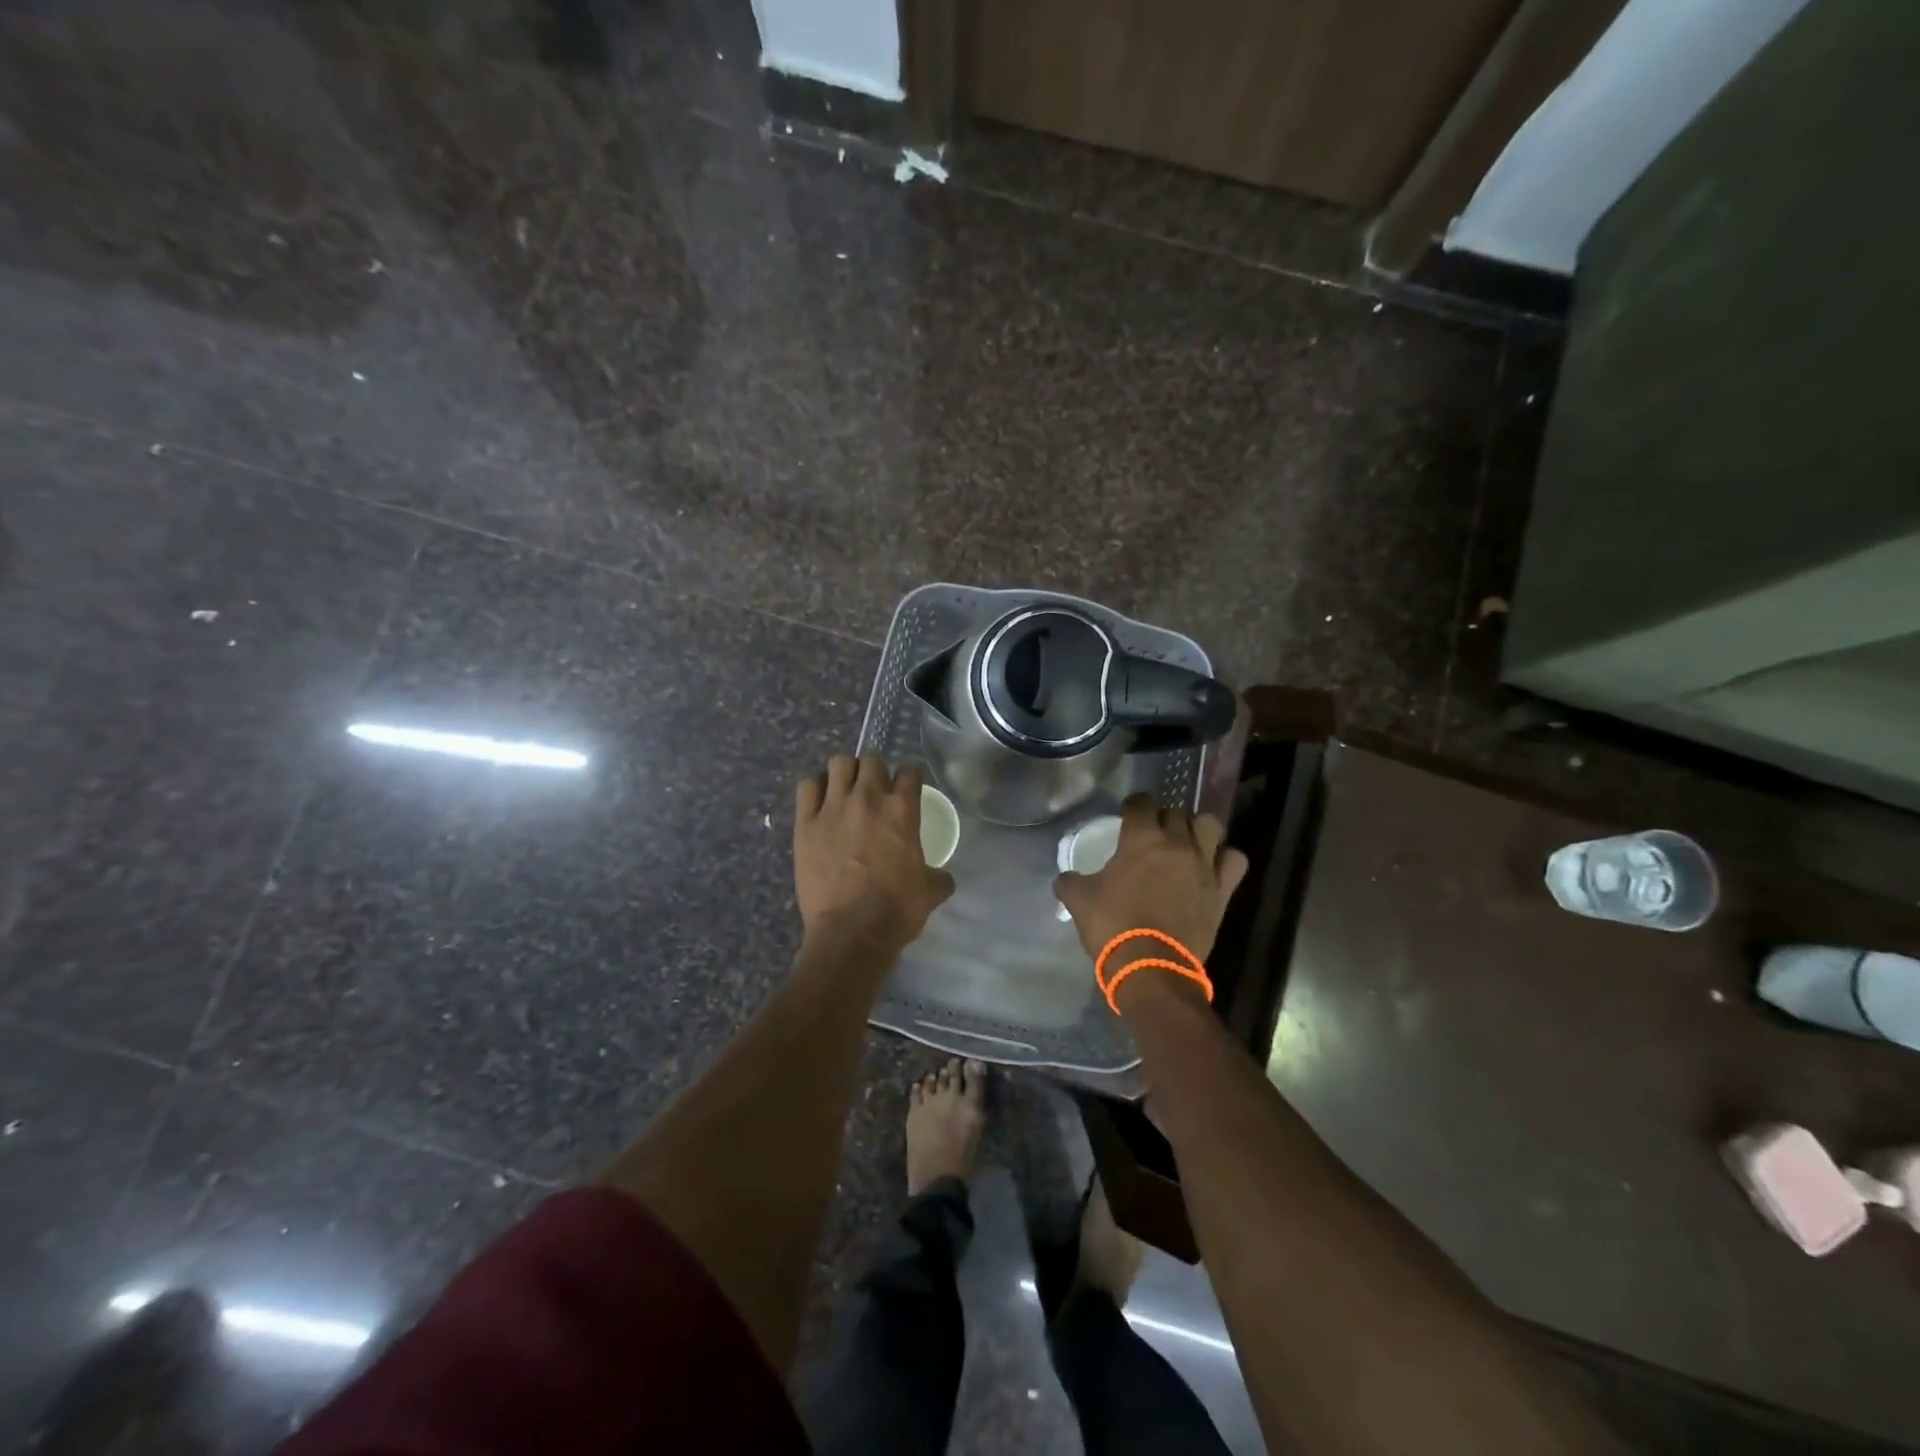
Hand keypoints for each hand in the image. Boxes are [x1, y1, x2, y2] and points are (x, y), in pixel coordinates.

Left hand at [795, 755, 954, 952]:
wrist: (851, 932)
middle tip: (875, 790)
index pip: (910, 771)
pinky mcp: (805, 823)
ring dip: (845, 773)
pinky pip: (807, 786)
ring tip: (846, 790)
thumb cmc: (896, 910)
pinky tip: (820, 801)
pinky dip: (815, 788)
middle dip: (876, 771)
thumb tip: (944, 877)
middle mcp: (867, 798)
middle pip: (871, 760)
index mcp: (902, 809)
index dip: (910, 776)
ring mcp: (833, 807)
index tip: (908, 786)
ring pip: (838, 763)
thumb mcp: (930, 892)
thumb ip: (938, 876)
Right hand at [1054, 795, 1249, 997]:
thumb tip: (1065, 877)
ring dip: (1198, 828)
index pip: (1141, 802)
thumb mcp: (1079, 901)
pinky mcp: (1222, 889)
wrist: (1151, 966)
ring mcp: (1204, 865)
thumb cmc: (1112, 926)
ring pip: (1210, 825)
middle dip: (1163, 817)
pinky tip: (1212, 866)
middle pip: (1175, 813)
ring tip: (1187, 841)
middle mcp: (1177, 843)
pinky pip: (1234, 860)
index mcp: (1141, 838)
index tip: (1126, 814)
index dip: (1133, 805)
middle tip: (1152, 833)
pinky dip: (1225, 858)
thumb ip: (1070, 881)